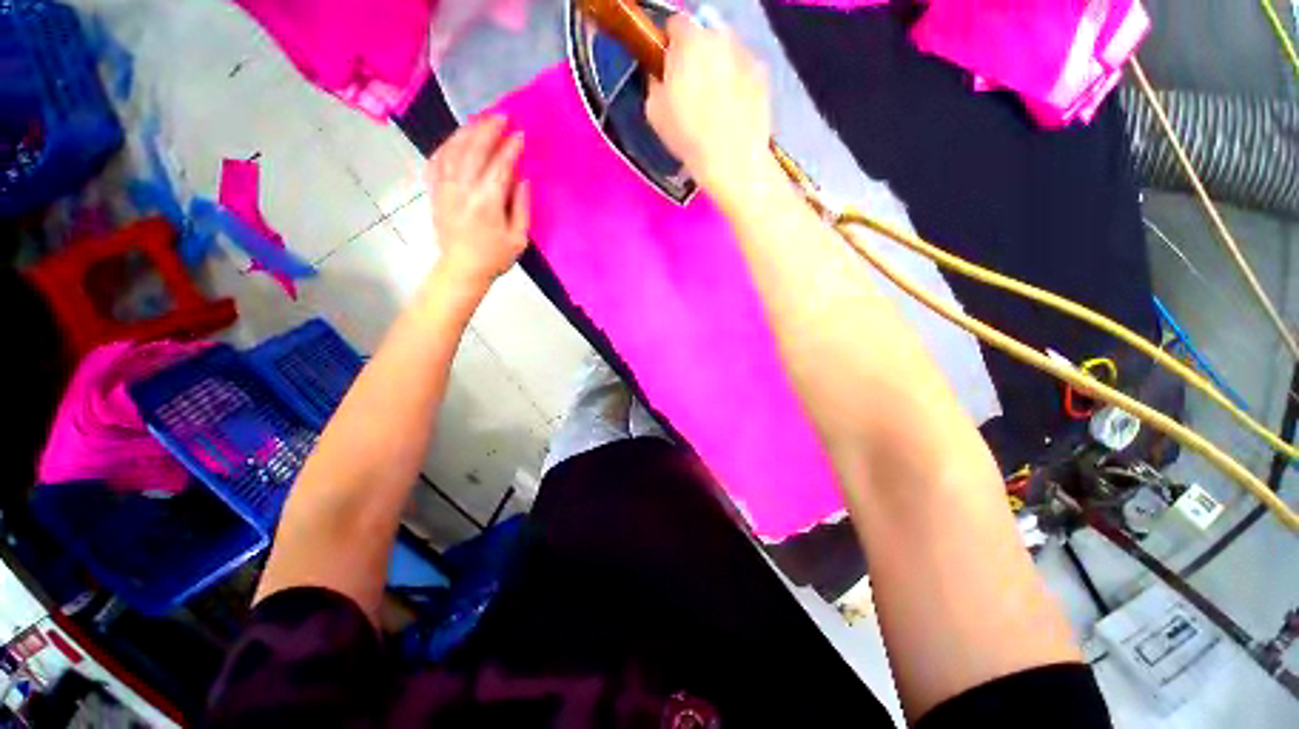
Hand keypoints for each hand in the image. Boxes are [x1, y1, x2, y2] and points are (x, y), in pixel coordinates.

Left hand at [428, 115, 529, 287]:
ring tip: (480, 121)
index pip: (499, 165)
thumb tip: (522, 179)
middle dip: (488, 130)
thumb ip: (521, 207)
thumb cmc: (495, 257)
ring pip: (453, 149)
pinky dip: (447, 145)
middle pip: (474, 149)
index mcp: (487, 202)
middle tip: (501, 117)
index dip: (510, 147)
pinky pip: (437, 159)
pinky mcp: (435, 190)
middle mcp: (463, 189)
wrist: (462, 269)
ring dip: (467, 131)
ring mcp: (445, 188)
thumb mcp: (518, 238)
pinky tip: (456, 139)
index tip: (520, 135)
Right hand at [646, 15, 771, 194]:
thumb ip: (655, 83)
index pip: (676, 23)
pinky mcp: (763, 76)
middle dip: (697, 55)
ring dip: (719, 67)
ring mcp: (746, 55)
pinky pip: (745, 71)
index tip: (669, 66)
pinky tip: (734, 110)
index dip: (670, 44)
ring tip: (715, 102)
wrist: (732, 160)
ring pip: (726, 52)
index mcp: (689, 41)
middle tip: (692, 88)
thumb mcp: (654, 112)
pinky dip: (738, 83)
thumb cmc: (688, 136)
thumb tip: (661, 77)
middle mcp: (720, 37)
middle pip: (705, 36)